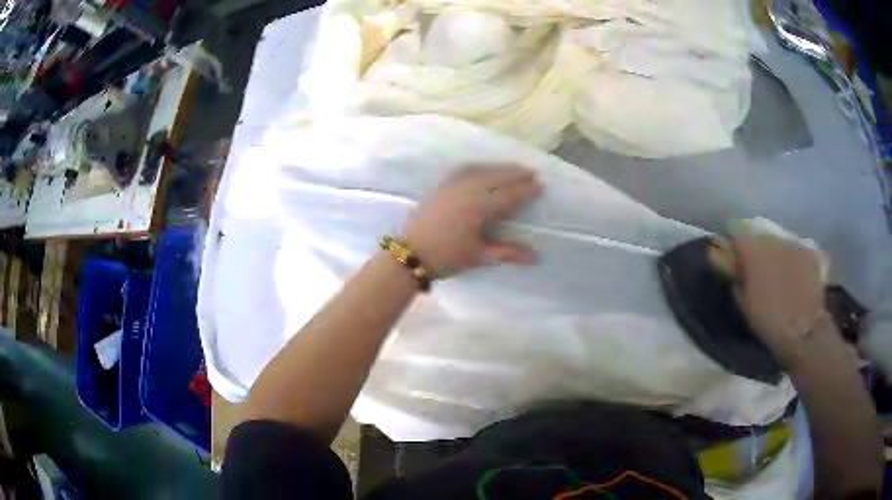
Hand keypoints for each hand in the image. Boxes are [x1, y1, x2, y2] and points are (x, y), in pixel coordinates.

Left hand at [405, 164, 541, 277]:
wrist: (410, 254)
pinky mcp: (440, 186)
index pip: (508, 194)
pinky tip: (482, 168)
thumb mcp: (479, 256)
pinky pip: (462, 170)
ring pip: (480, 170)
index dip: (525, 189)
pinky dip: (477, 167)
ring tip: (511, 168)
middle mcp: (466, 191)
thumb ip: (508, 252)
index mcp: (478, 208)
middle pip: (496, 177)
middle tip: (531, 172)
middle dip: (515, 173)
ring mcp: (451, 186)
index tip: (540, 184)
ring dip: (498, 168)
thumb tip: (536, 257)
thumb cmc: (447, 258)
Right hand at [731, 234, 826, 365]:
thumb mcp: (746, 306)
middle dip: (759, 250)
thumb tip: (738, 271)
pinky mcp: (809, 252)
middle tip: (760, 269)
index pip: (739, 236)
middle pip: (761, 238)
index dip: (737, 247)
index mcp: (754, 254)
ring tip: (780, 273)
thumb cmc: (770, 321)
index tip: (737, 259)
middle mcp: (773, 242)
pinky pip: (797, 250)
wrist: (803, 329)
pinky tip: (796, 275)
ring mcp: (793, 245)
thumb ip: (740, 282)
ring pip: (780, 244)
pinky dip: (795, 260)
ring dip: (777, 255)